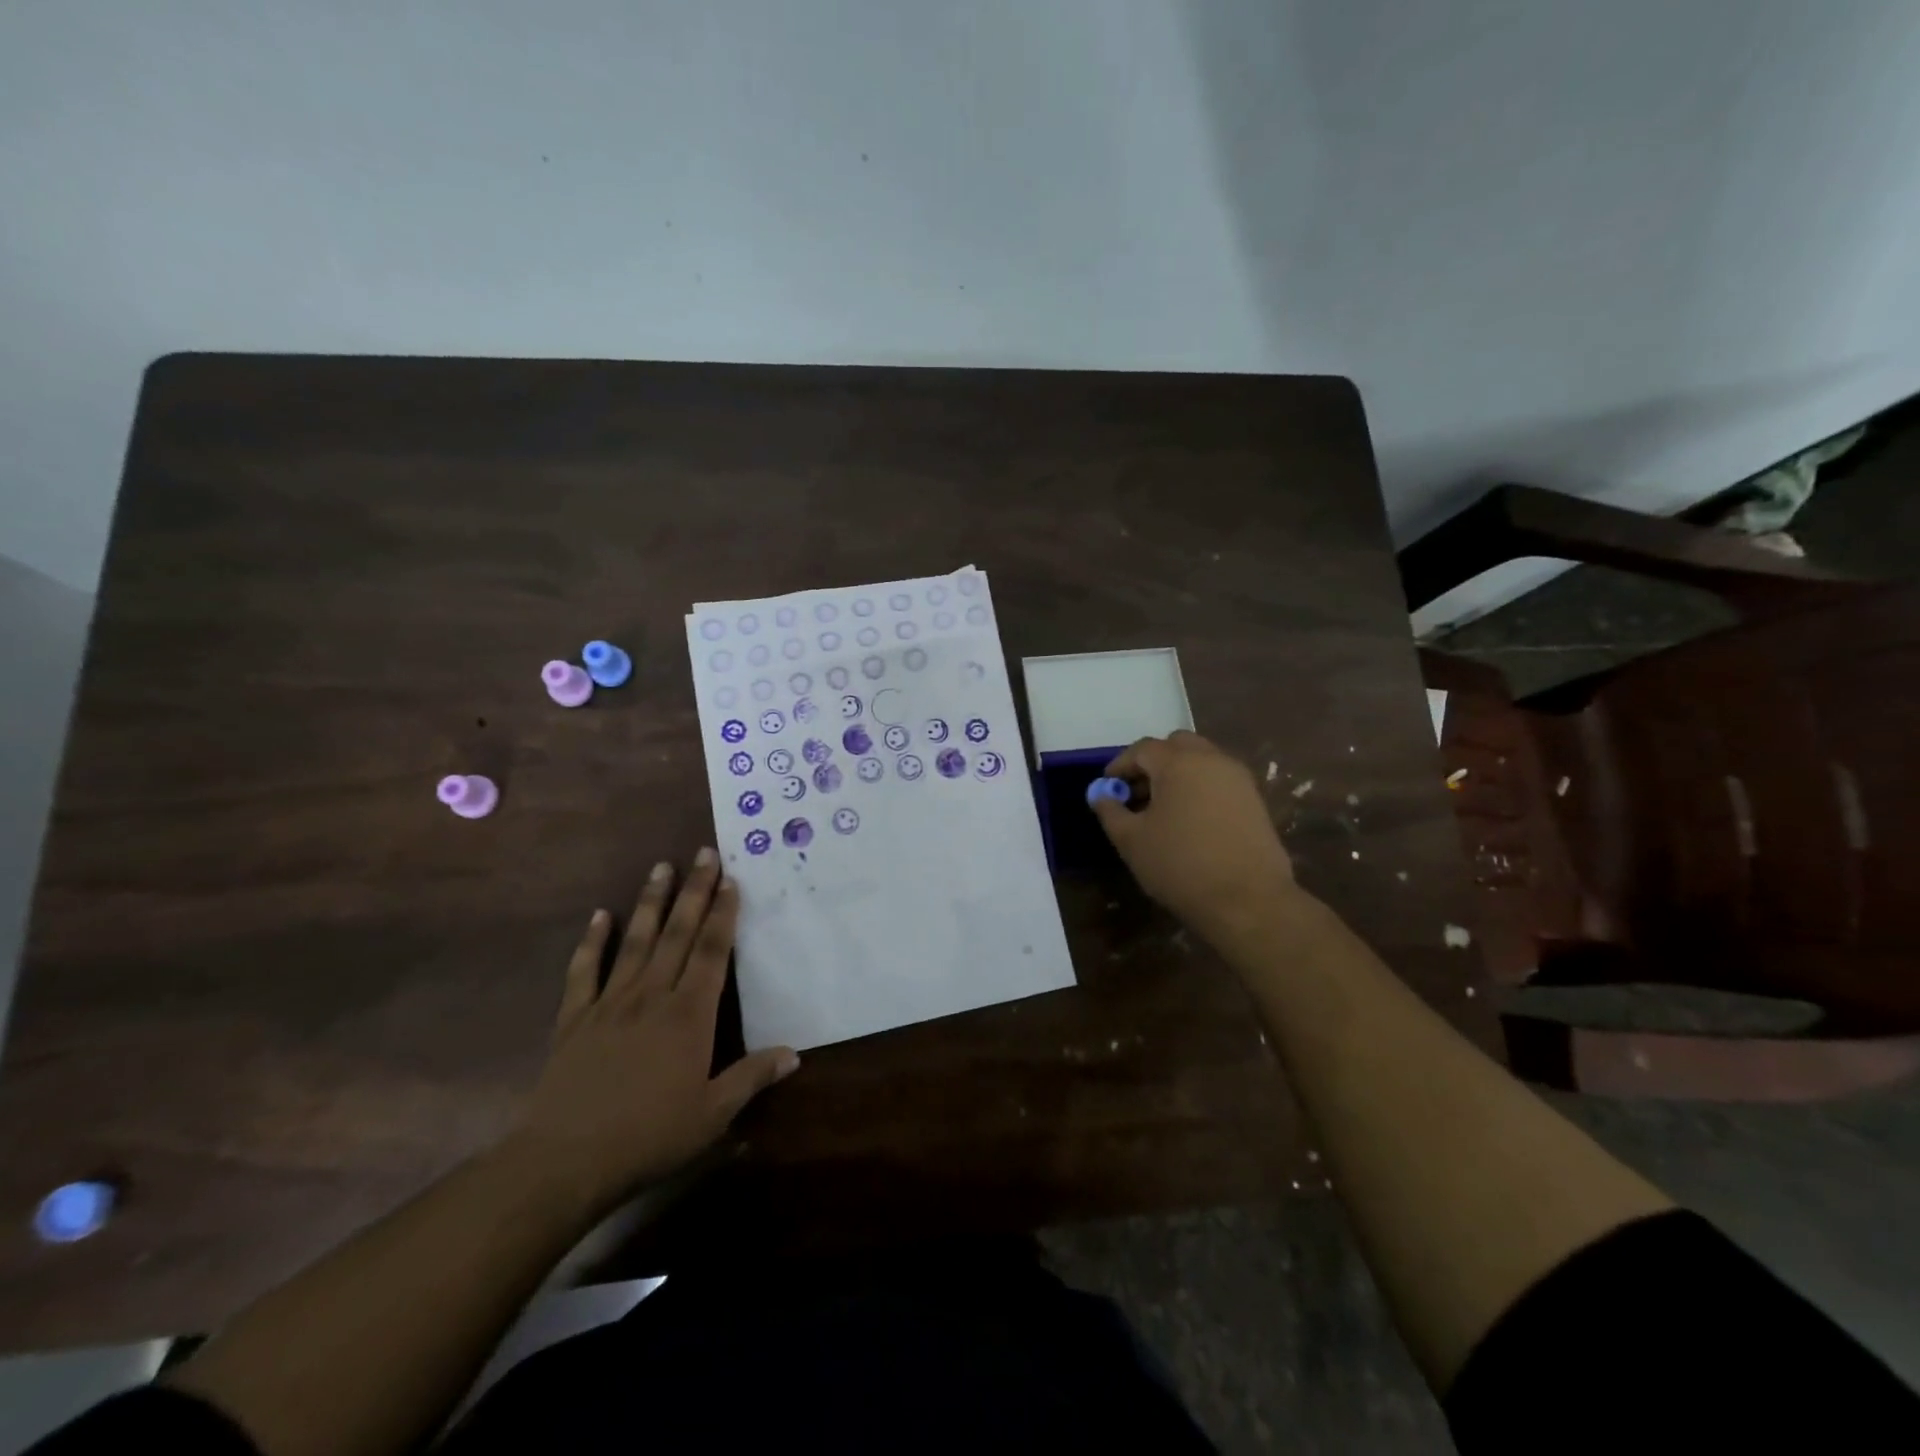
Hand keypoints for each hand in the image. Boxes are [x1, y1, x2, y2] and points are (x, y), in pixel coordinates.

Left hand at [506, 850, 798, 1214]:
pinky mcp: (574, 1019)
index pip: (713, 952)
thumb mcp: (712, 1114)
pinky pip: (583, 972)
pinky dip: (591, 942)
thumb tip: (794, 1054)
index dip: (724, 914)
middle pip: (678, 933)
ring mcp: (610, 1003)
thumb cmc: (649, 1136)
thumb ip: (752, 1077)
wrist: (566, 1160)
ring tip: (660, 867)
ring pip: (635, 941)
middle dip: (694, 891)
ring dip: (650, 903)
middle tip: (703, 853)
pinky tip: (598, 916)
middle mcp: (652, 996)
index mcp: (689, 1015)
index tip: (731, 880)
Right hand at [1091, 731, 1298, 944]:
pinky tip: (1190, 821)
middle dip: (1153, 763)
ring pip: (1201, 761)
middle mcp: (1211, 759)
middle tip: (1137, 792)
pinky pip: (1219, 780)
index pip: (1142, 749)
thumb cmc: (1180, 865)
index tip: (1108, 787)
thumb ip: (1110, 811)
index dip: (1120, 765)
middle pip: (1176, 746)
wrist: (1248, 900)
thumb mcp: (1131, 840)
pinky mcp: (1255, 800)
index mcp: (1178, 762)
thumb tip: (1101, 795)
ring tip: (1162, 809)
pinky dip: (1200, 788)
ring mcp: (1238, 778)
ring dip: (1178, 774)